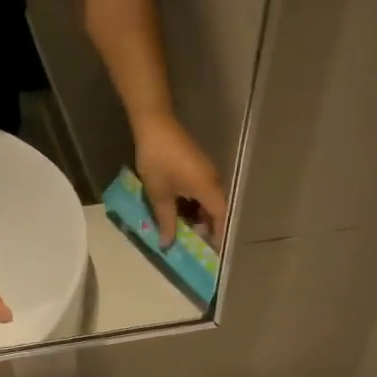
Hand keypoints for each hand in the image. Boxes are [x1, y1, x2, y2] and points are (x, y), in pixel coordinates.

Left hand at [133, 112, 227, 245]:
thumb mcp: (160, 196)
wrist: (155, 125)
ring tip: (182, 228)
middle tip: (192, 242)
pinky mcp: (197, 166)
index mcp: (208, 189)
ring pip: (208, 200)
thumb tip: (168, 244)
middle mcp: (213, 180)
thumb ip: (166, 222)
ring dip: (198, 215)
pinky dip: (194, 203)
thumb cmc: (158, 161)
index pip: (221, 217)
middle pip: (217, 209)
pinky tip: (178, 209)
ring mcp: (206, 172)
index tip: (212, 251)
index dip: (218, 234)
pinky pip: (202, 191)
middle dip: (206, 227)